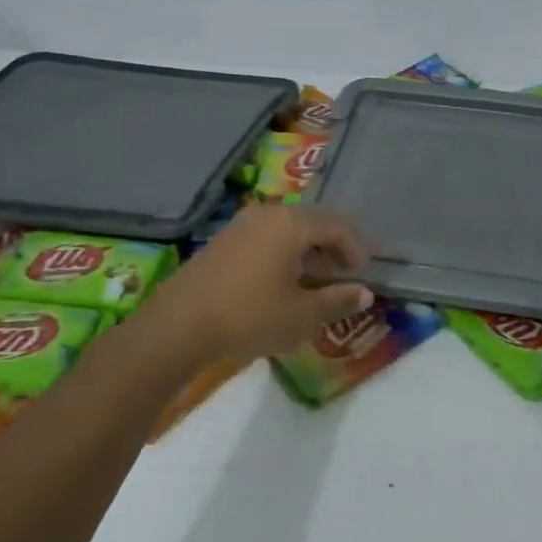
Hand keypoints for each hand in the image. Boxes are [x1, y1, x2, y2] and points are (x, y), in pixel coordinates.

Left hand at [139, 204, 374, 363]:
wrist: (177, 326)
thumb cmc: (249, 316)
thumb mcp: (302, 315)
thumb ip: (337, 301)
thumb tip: (364, 293)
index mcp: (291, 224)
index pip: (337, 225)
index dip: (356, 247)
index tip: (363, 272)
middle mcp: (267, 214)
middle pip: (311, 223)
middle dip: (332, 248)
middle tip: (343, 274)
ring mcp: (240, 226)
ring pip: (286, 231)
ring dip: (307, 252)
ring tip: (315, 281)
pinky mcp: (222, 242)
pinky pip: (265, 239)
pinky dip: (283, 255)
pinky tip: (282, 283)